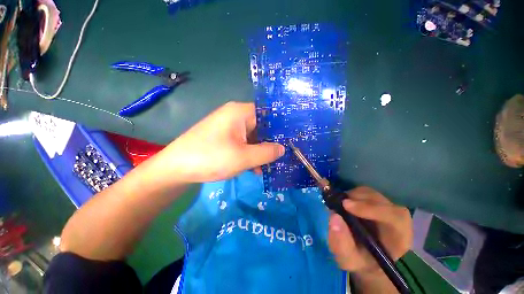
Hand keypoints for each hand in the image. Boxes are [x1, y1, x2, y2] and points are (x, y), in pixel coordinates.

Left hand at [153, 101, 284, 183]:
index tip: (291, 140)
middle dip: (270, 143)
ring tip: (269, 166)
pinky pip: (243, 143)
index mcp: (240, 112)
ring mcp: (229, 127)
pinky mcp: (224, 138)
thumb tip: (282, 148)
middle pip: (260, 126)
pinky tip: (255, 168)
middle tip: (283, 156)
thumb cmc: (211, 158)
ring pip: (252, 137)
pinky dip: (250, 154)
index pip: (268, 114)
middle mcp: (235, 116)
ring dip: (260, 151)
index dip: (280, 127)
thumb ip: (267, 152)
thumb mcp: (244, 157)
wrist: (175, 168)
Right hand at [328, 187, 411, 274]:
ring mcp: (386, 208)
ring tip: (339, 206)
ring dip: (353, 196)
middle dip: (358, 199)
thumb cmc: (360, 262)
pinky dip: (352, 194)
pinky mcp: (376, 202)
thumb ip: (341, 244)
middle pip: (381, 200)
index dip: (371, 208)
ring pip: (371, 193)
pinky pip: (364, 192)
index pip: (394, 216)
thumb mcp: (348, 260)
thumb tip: (334, 216)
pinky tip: (344, 204)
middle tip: (338, 203)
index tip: (346, 205)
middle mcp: (396, 219)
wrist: (364, 258)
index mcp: (399, 237)